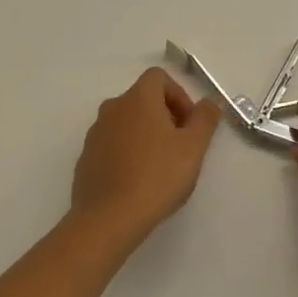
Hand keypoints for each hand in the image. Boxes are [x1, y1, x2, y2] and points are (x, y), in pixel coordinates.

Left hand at [69, 67, 220, 255]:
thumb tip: (211, 102)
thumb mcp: (193, 148)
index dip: (179, 94)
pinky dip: (127, 152)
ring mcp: (95, 133)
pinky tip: (138, 181)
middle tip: (180, 146)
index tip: (189, 124)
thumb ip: (205, 119)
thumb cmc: (157, 177)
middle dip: (165, 116)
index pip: (158, 77)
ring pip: (127, 122)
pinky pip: (112, 144)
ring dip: (146, 134)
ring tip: (160, 166)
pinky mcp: (86, 158)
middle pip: (142, 99)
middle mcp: (113, 108)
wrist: (108, 219)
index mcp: (138, 98)